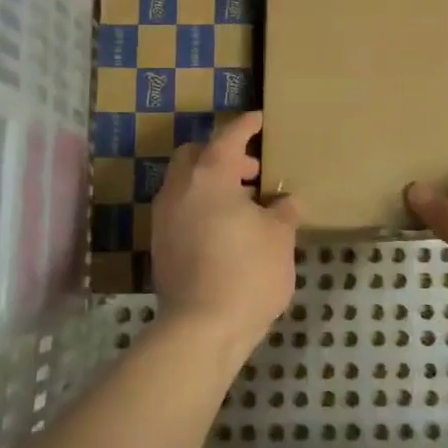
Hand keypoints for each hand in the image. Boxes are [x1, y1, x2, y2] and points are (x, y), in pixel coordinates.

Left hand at [152, 111, 299, 355]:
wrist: (201, 328)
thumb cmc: (247, 272)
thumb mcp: (279, 238)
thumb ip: (284, 211)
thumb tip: (287, 201)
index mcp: (209, 176)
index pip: (228, 137)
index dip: (246, 126)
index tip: (259, 120)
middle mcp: (179, 189)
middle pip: (195, 155)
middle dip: (222, 155)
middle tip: (251, 172)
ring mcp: (163, 218)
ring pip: (184, 183)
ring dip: (209, 183)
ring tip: (241, 204)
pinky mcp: (159, 245)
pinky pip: (179, 209)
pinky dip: (199, 206)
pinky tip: (223, 229)